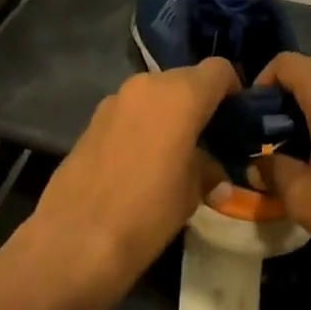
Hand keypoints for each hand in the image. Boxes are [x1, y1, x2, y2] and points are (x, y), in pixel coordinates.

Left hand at [29, 58, 235, 298]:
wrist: (74, 239)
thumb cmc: (146, 213)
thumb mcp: (190, 194)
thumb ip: (207, 171)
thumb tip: (217, 176)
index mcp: (181, 94)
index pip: (218, 70)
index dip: (232, 89)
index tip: (236, 118)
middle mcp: (149, 84)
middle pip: (185, 78)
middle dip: (199, 102)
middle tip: (208, 139)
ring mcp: (116, 98)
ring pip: (155, 93)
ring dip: (169, 113)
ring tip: (174, 152)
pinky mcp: (93, 117)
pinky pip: (131, 110)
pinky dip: (143, 124)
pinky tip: (141, 161)